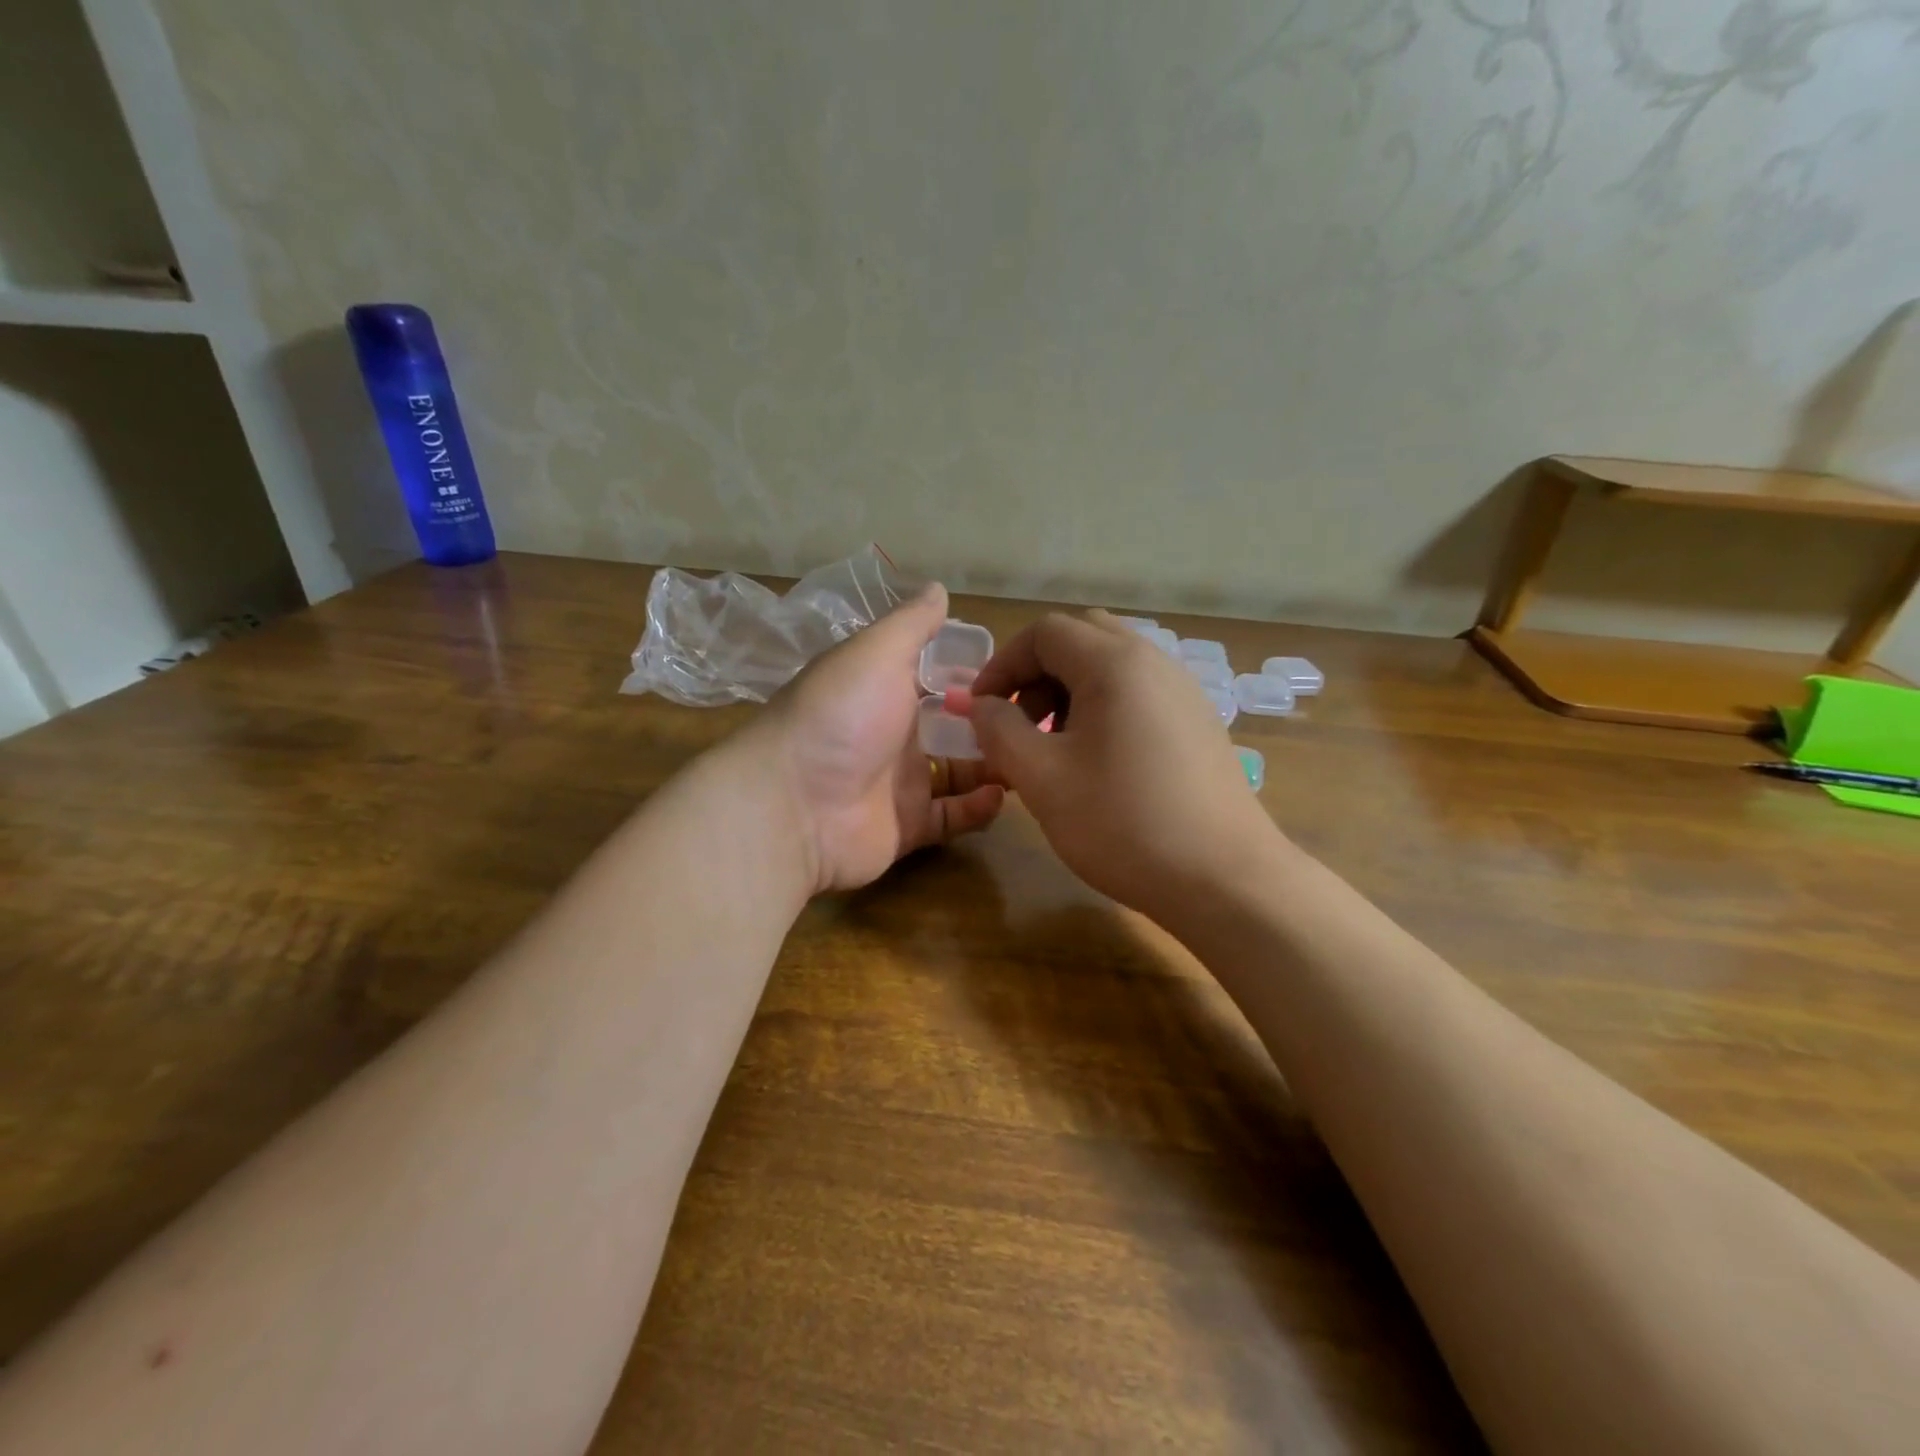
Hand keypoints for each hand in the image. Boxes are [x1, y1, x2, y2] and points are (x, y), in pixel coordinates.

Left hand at [752, 583, 1004, 893]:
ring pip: (959, 773)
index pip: (938, 678)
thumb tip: (939, 588)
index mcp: (884, 690)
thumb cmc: (841, 716)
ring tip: (1032, 756)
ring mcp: (900, 784)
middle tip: (1040, 721)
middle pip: (954, 727)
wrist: (794, 805)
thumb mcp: (876, 653)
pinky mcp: (908, 827)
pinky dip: (978, 807)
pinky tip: (1002, 793)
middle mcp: (893, 734)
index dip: (975, 675)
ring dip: (993, 764)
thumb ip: (912, 624)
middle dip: (993, 723)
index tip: (1019, 672)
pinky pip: (952, 816)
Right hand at [962, 610, 1280, 920]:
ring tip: (1055, 750)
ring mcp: (1183, 692)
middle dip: (1037, 675)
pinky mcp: (1199, 723)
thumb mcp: (1042, 777)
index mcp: (1115, 663)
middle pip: (1080, 640)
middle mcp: (1154, 662)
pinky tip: (1099, 765)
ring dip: (1069, 694)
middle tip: (1020, 724)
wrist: (1224, 878)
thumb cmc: (1122, 823)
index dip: (1002, 664)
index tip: (981, 711)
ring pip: (1111, 668)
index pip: (1044, 633)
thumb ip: (999, 730)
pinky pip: (1139, 695)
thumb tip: (982, 705)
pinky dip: (1104, 711)